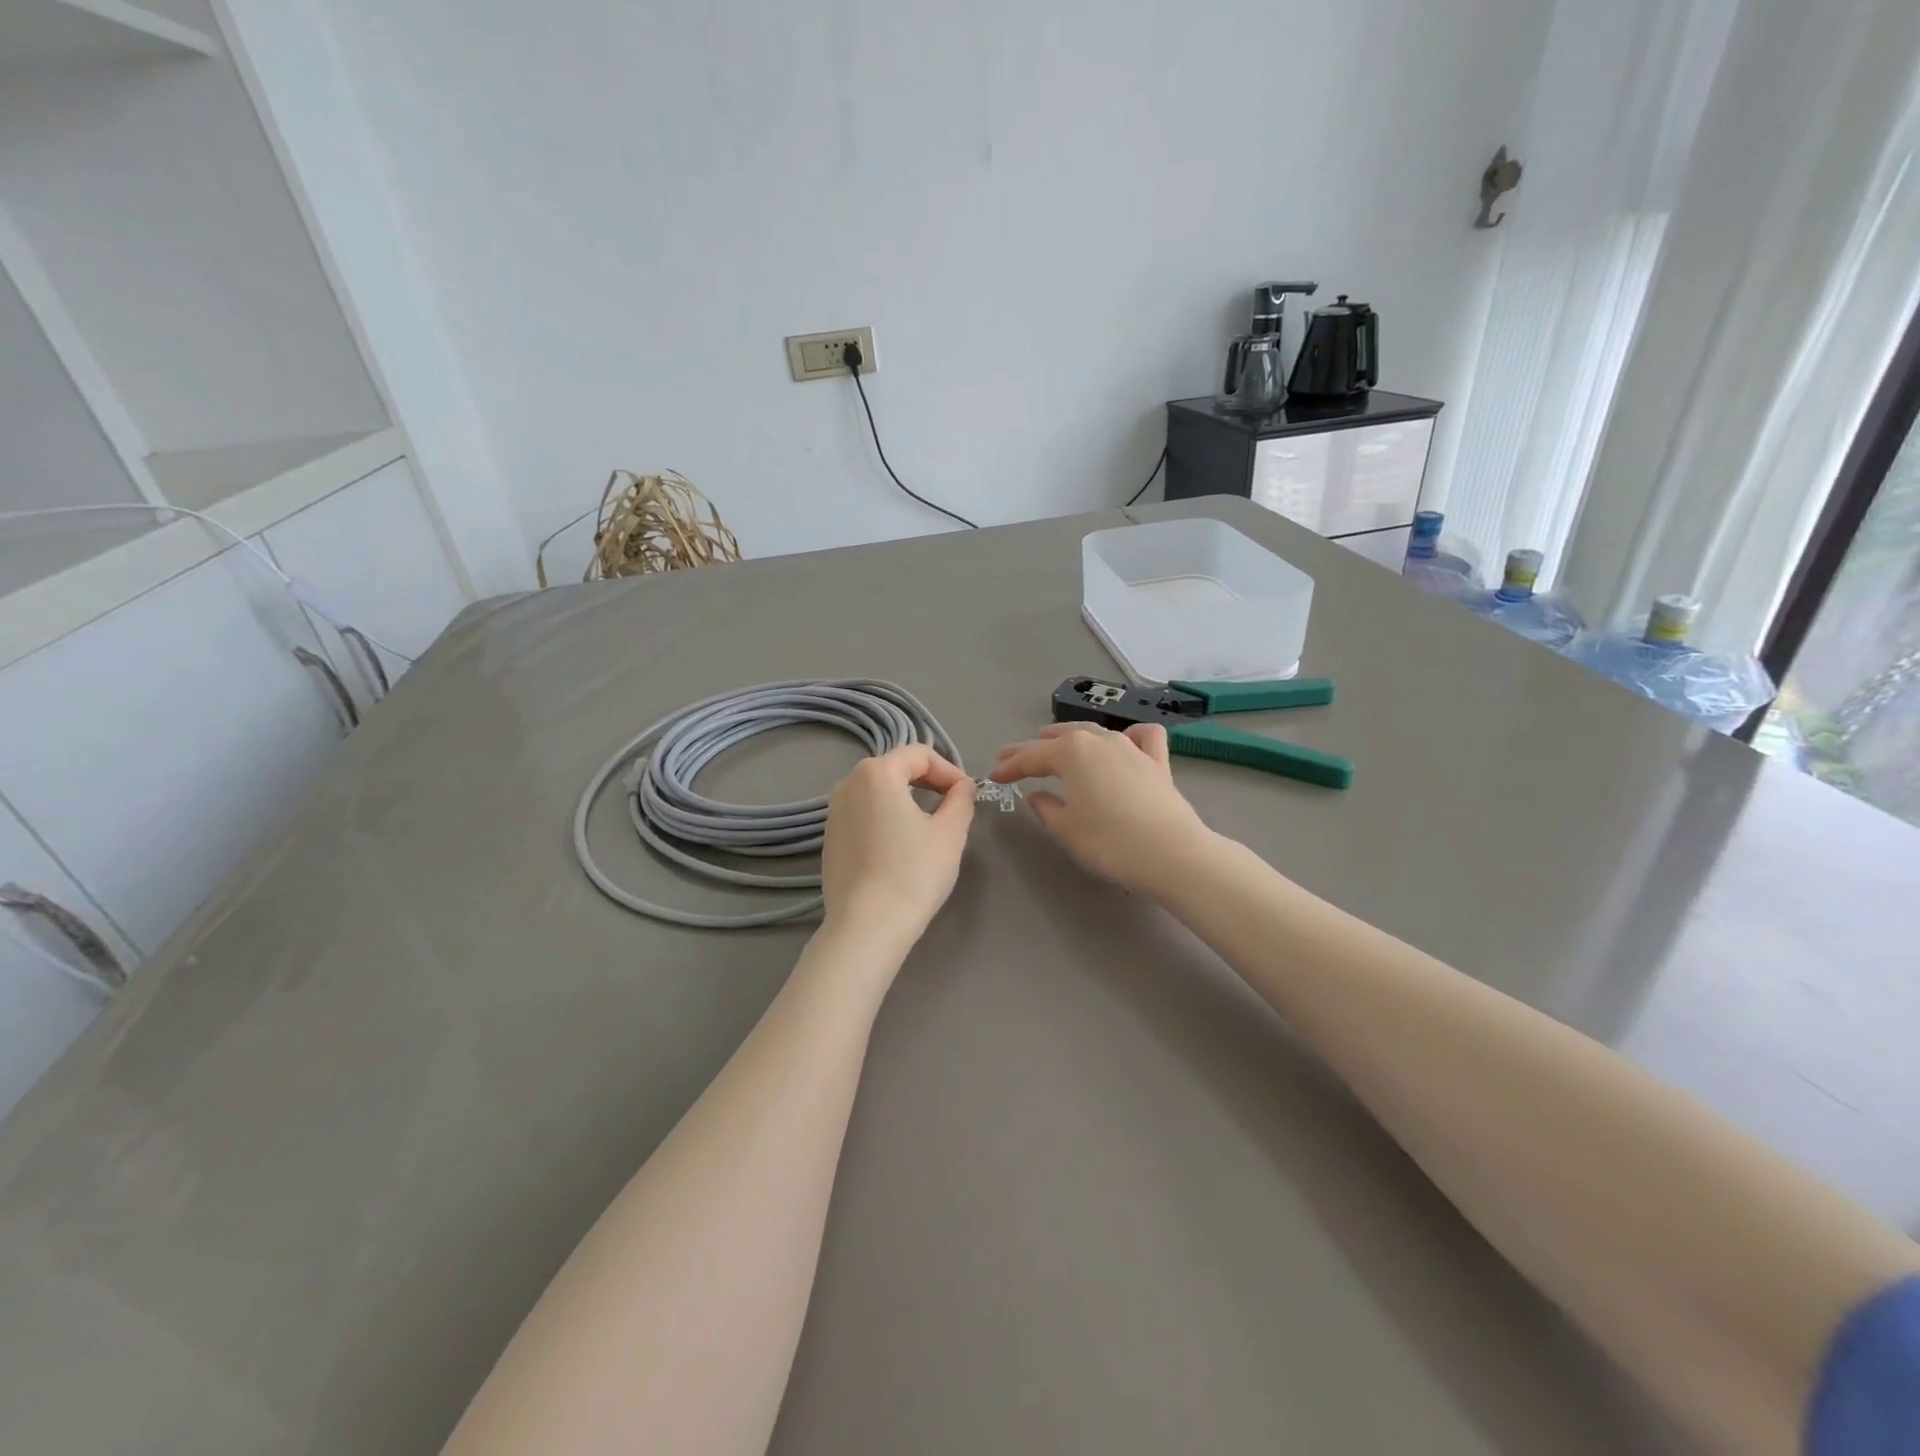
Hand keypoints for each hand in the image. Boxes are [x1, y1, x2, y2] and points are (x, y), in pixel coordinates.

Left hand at [821, 745, 974, 948]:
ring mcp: (833, 811)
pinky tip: (900, 847)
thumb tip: (963, 787)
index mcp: (877, 773)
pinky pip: (863, 814)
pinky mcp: (830, 838)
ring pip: (878, 791)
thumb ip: (961, 800)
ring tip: (929, 825)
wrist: (867, 926)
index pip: (920, 754)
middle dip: (928, 781)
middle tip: (953, 806)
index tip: (967, 795)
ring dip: (906, 799)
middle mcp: (848, 784)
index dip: (949, 770)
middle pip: (896, 768)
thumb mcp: (950, 833)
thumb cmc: (914, 873)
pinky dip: (885, 818)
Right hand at [991, 723, 1214, 894]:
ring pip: (1096, 732)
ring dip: (1072, 736)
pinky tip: (1124, 741)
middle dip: (1034, 747)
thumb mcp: (1065, 829)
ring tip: (1055, 740)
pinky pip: (1142, 737)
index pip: (1031, 757)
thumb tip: (1038, 795)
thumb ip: (1046, 808)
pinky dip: (1130, 735)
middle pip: (1060, 738)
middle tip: (1012, 756)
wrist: (1170, 853)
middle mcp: (1100, 740)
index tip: (994, 775)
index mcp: (1071, 752)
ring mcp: (1132, 747)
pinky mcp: (1158, 762)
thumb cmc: (1109, 841)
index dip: (1010, 767)